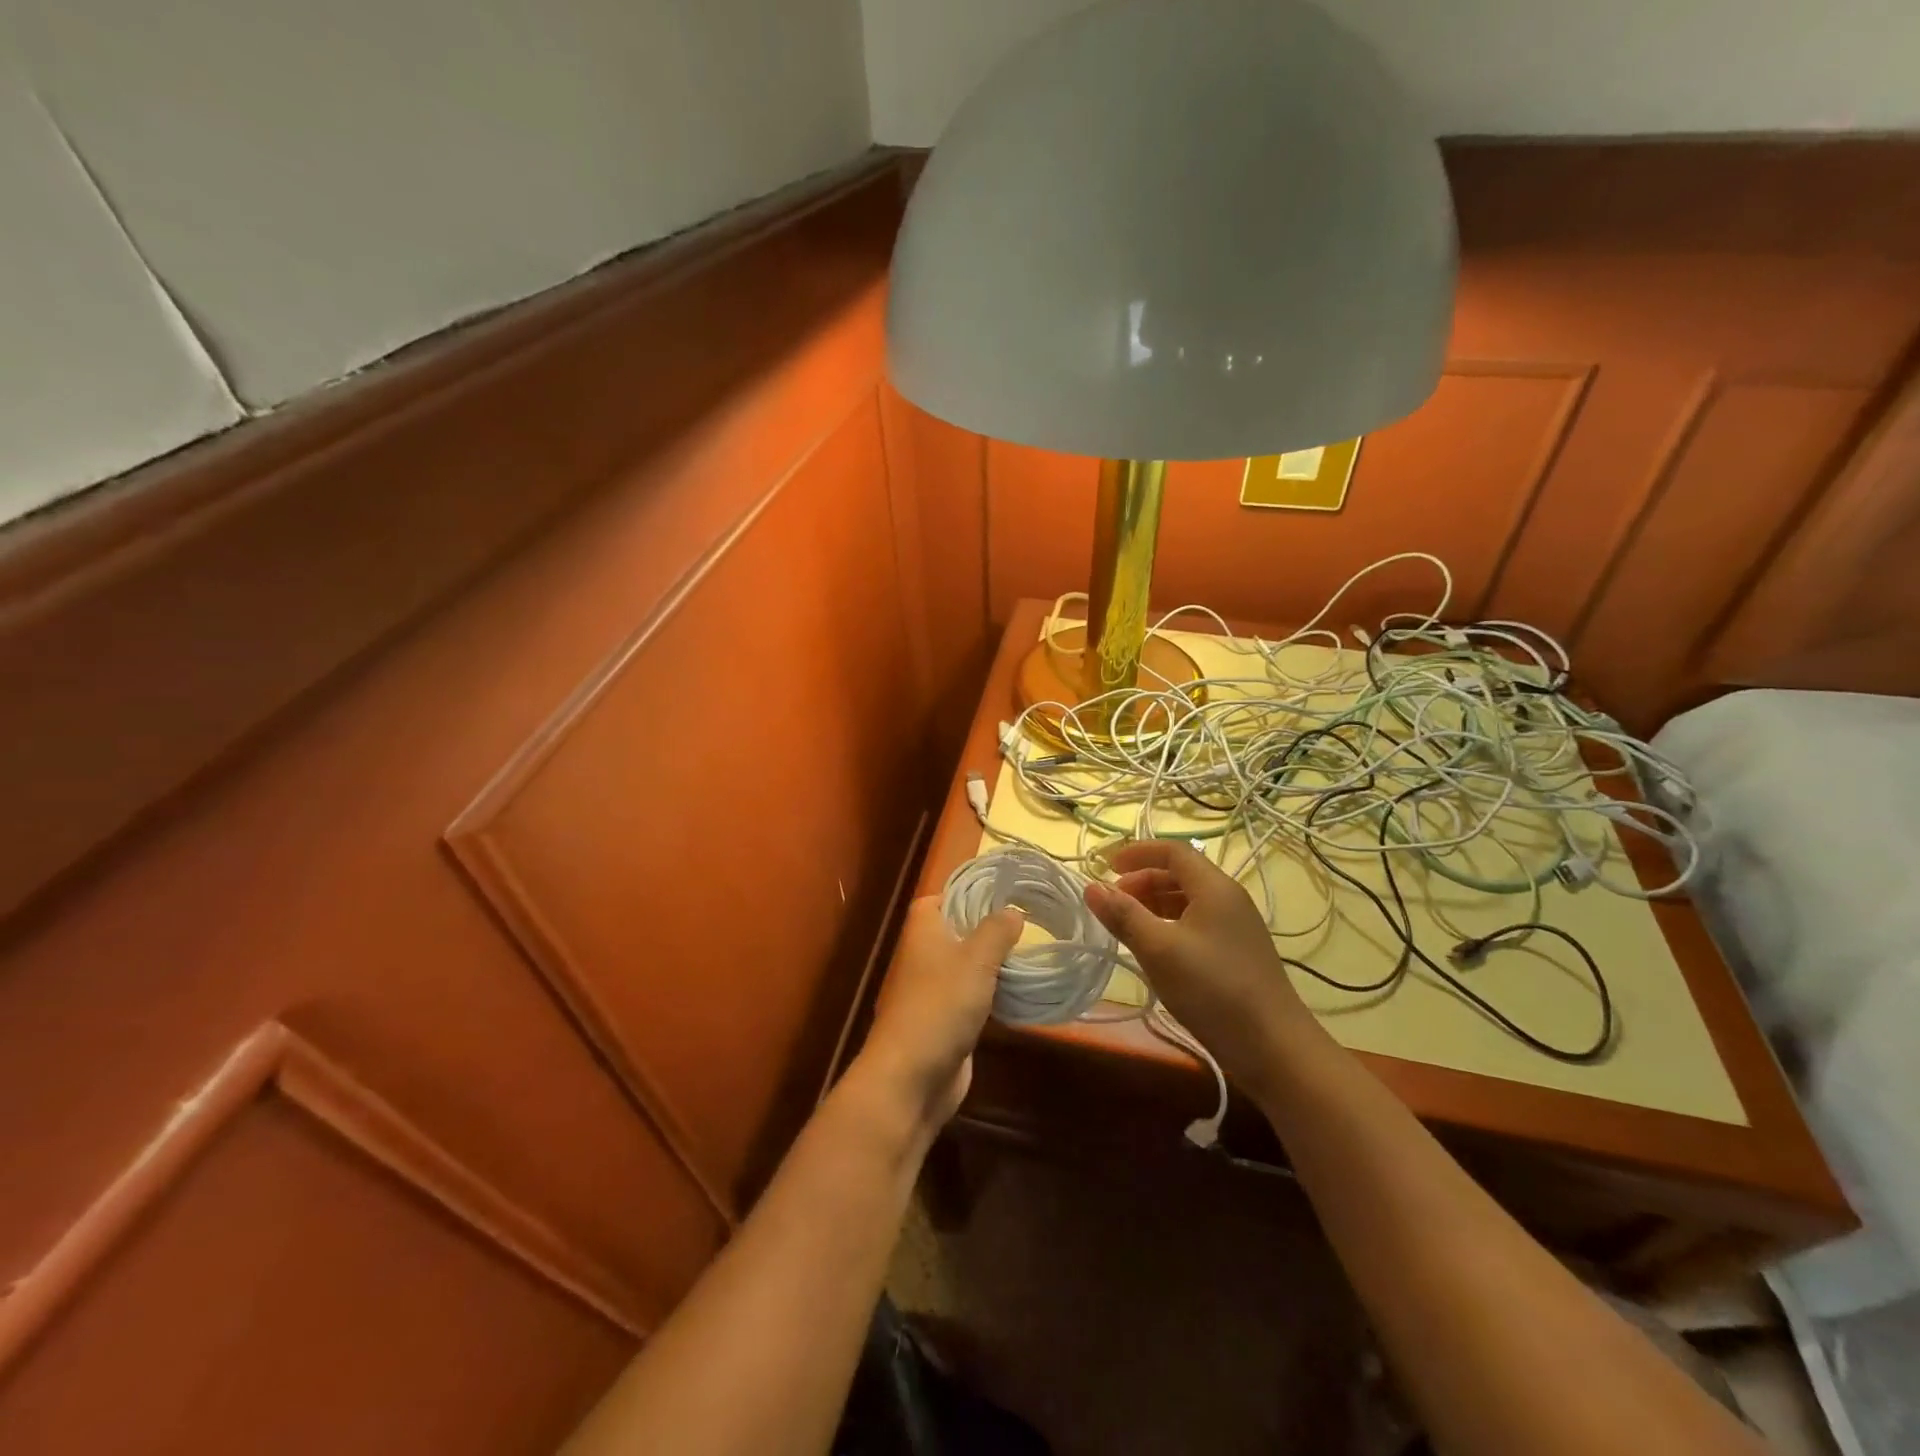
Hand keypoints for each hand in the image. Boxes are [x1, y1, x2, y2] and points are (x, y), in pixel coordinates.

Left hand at [854, 897, 1023, 1129]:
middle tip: (1030, 921)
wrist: (912, 1076)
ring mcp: (935, 988)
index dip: (967, 893)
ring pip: (969, 964)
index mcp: (924, 930)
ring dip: (996, 962)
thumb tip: (1013, 911)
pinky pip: (974, 995)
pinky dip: (995, 992)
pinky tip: (1024, 990)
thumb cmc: (940, 1004)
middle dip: (990, 927)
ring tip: (1035, 951)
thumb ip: (997, 930)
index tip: (1003, 893)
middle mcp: (926, 954)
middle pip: (959, 930)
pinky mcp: (947, 1019)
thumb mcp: (976, 959)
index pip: (941, 898)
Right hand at [1083, 840, 1310, 1095]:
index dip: (1138, 853)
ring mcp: (1237, 928)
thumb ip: (1124, 916)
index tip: (1106, 867)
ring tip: (1127, 925)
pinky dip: (1169, 924)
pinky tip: (1155, 949)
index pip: (1173, 851)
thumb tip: (1091, 887)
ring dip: (1154, 903)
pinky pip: (1197, 923)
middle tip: (1112, 902)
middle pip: (1180, 874)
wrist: (1275, 1048)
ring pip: (1188, 900)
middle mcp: (1229, 899)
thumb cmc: (1213, 990)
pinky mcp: (1238, 954)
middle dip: (1142, 880)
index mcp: (1215, 888)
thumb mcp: (1159, 950)